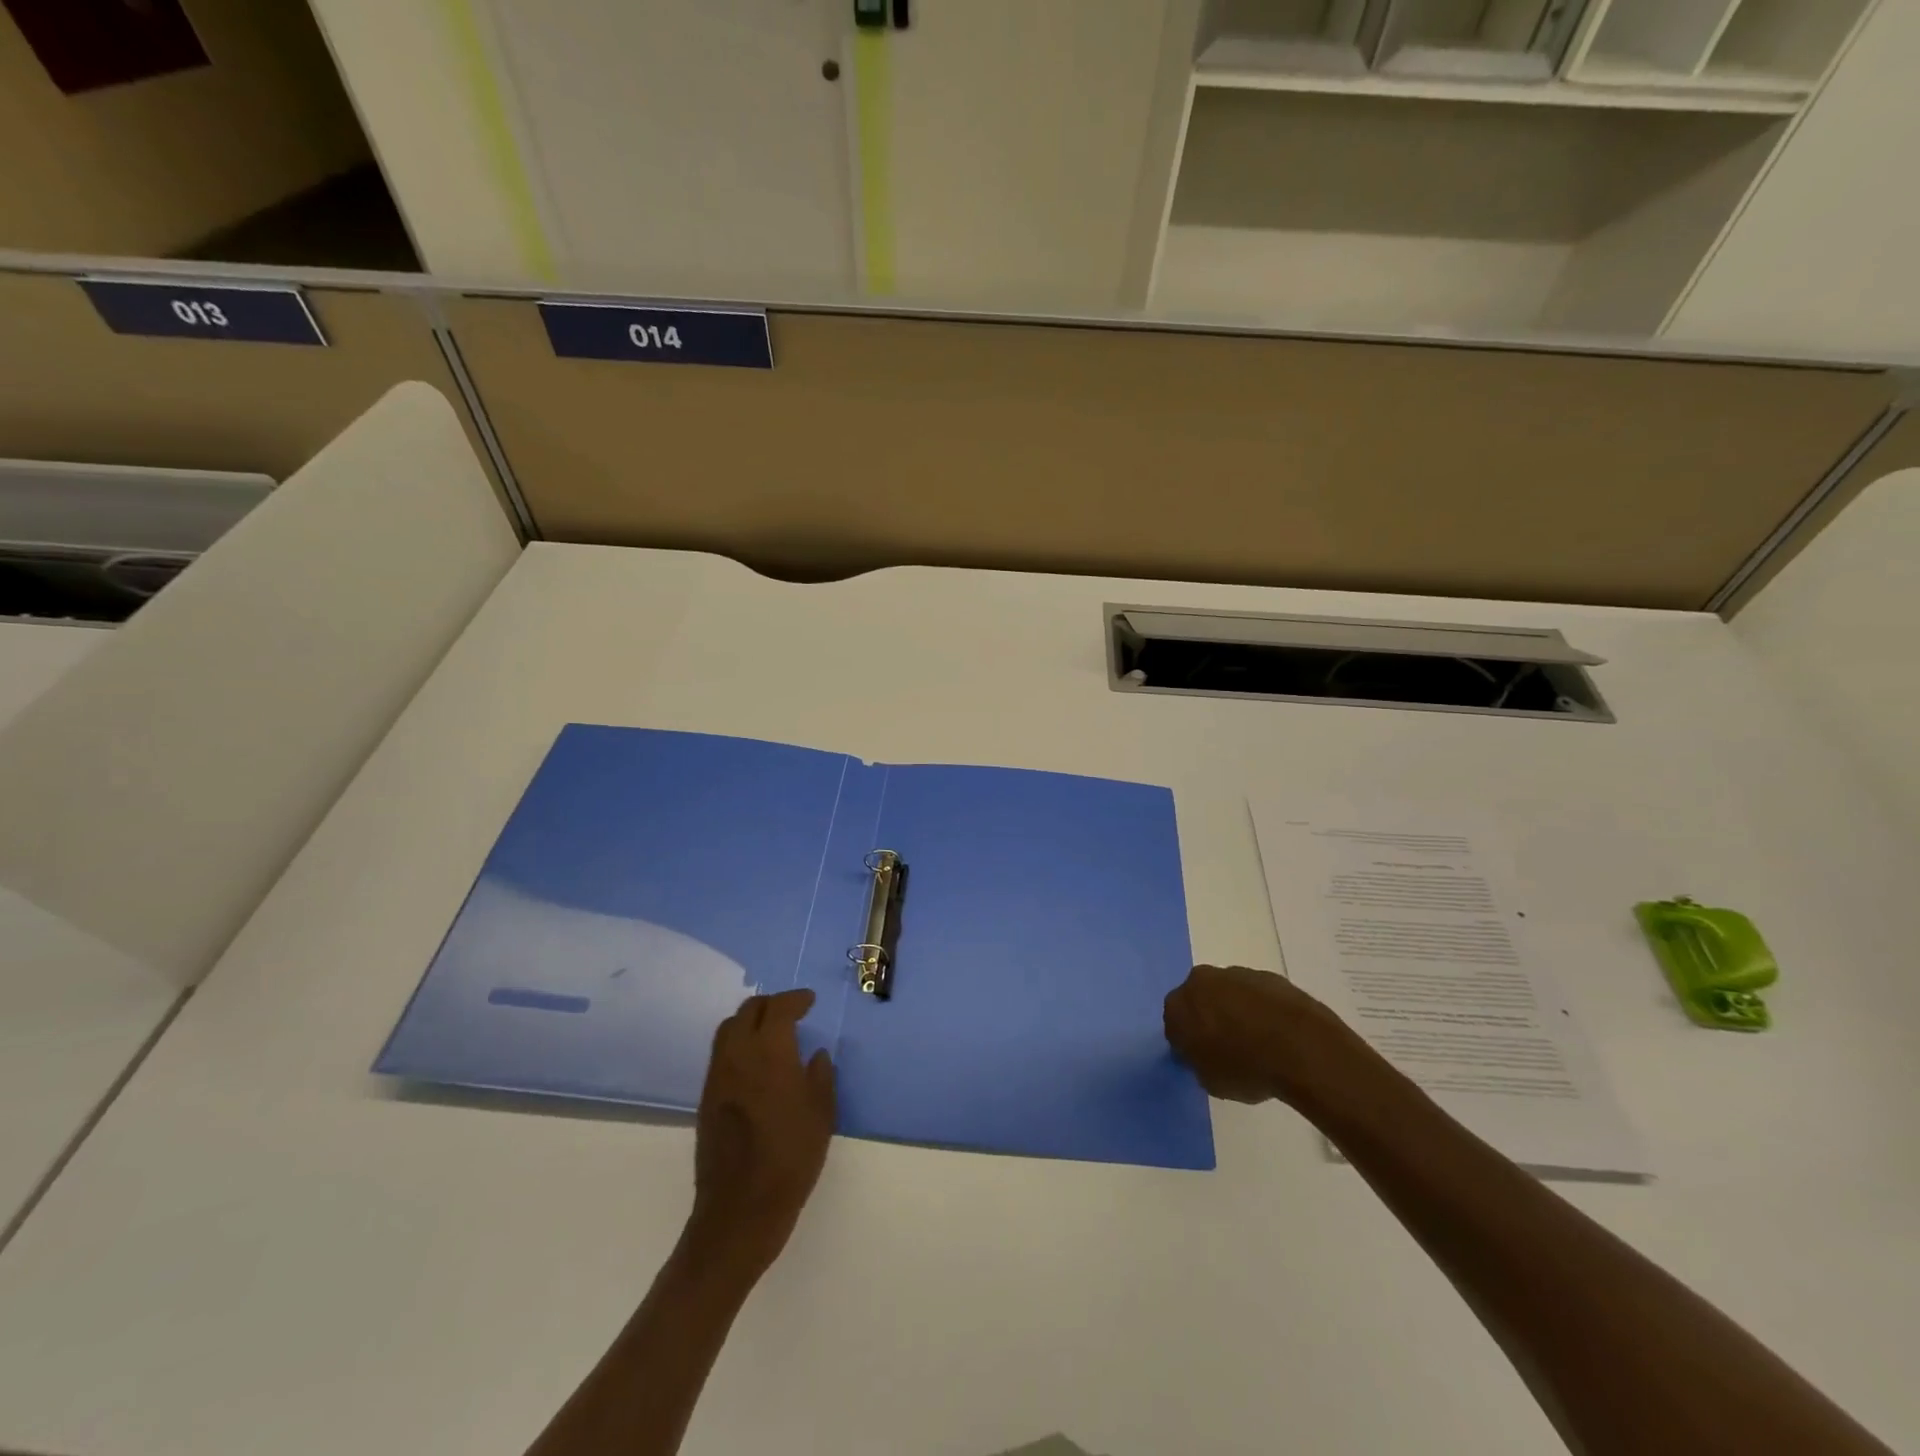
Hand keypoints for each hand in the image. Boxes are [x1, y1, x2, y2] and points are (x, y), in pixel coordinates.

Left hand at [685, 989, 835, 1279]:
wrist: (740, 1209)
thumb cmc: (790, 1158)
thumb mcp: (821, 1114)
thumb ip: (820, 1076)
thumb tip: (815, 1055)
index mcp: (769, 1052)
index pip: (778, 1008)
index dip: (795, 999)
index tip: (809, 1001)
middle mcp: (737, 1055)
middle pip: (748, 1011)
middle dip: (771, 1005)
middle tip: (791, 1012)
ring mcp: (717, 1076)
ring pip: (728, 1029)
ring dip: (750, 1021)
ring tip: (772, 1033)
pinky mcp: (706, 1098)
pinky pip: (721, 1054)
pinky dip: (739, 1043)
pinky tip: (756, 1063)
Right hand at [1164, 964, 1376, 1110]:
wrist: (1301, 1047)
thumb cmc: (1246, 1068)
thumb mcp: (1210, 1081)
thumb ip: (1199, 1062)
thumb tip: (1204, 1054)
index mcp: (1178, 1005)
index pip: (1174, 1024)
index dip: (1187, 1043)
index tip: (1202, 1059)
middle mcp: (1201, 981)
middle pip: (1199, 1000)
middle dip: (1208, 1018)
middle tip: (1226, 1047)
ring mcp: (1236, 974)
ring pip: (1228, 994)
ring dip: (1235, 1011)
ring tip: (1258, 1043)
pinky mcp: (1268, 976)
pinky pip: (1257, 995)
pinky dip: (1261, 1009)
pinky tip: (1277, 1034)